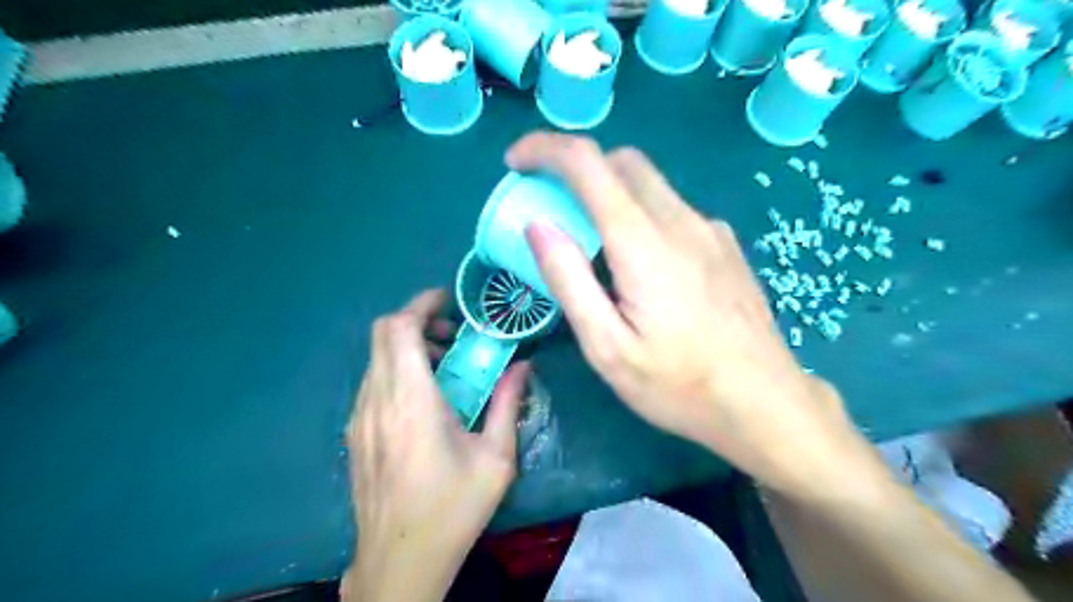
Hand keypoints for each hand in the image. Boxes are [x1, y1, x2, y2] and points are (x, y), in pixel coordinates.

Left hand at [343, 290, 526, 598]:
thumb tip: (524, 366)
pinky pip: (372, 382)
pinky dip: (396, 370)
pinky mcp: (354, 434)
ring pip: (376, 357)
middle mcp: (377, 400)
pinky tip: (424, 399)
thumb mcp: (495, 458)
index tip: (449, 302)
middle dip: (417, 320)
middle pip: (383, 334)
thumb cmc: (453, 508)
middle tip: (453, 334)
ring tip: (444, 366)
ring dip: (407, 347)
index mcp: (411, 400)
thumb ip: (509, 403)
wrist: (400, 561)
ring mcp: (359, 417)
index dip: (422, 304)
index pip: (400, 328)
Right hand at [513, 134, 861, 494]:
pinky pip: (673, 209)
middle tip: (549, 202)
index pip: (587, 163)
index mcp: (643, 242)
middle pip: (620, 162)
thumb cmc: (680, 385)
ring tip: (590, 240)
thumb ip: (569, 280)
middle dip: (576, 167)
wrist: (767, 403)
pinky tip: (639, 262)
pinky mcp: (725, 244)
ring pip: (649, 183)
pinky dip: (640, 213)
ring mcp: (710, 229)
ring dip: (608, 191)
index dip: (544, 150)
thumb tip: (537, 225)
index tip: (516, 164)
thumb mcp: (607, 347)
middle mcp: (680, 220)